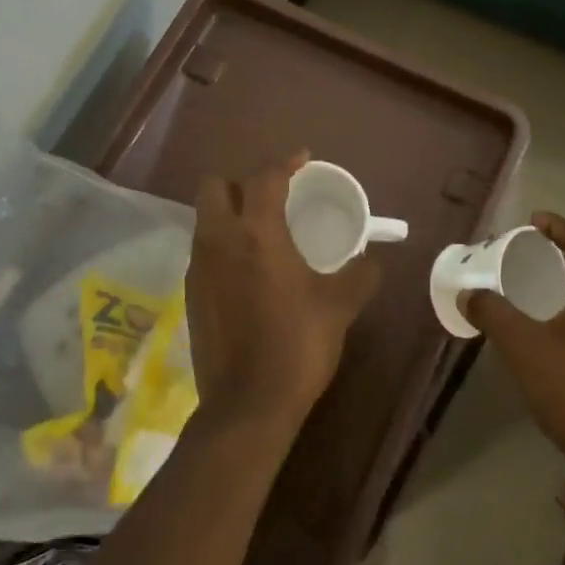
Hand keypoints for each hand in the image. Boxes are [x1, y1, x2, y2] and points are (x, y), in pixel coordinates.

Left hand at [184, 153, 383, 439]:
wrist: (247, 405)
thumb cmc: (297, 345)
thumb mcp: (339, 306)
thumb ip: (360, 274)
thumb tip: (374, 259)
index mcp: (257, 233)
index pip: (265, 178)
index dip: (285, 162)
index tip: (302, 159)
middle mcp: (220, 240)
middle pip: (215, 186)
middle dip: (241, 182)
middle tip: (271, 197)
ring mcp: (199, 267)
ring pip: (205, 219)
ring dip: (229, 213)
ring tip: (260, 231)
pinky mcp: (190, 294)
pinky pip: (203, 250)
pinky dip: (222, 245)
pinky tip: (246, 270)